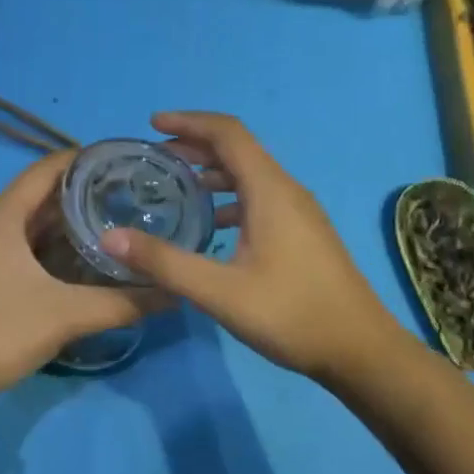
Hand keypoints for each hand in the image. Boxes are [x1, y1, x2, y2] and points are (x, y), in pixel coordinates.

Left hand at [0, 151, 164, 443]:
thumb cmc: (0, 332)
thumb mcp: (67, 314)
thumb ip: (123, 302)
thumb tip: (174, 291)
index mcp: (3, 215)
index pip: (45, 169)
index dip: (82, 159)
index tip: (121, 159)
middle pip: (40, 192)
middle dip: (81, 188)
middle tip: (126, 189)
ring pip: (32, 219)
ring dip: (67, 216)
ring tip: (112, 215)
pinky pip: (24, 241)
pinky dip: (53, 241)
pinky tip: (82, 255)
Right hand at [100, 111, 395, 383]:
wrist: (362, 351)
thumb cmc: (292, 315)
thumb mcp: (220, 292)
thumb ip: (165, 262)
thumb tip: (110, 239)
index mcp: (270, 190)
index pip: (227, 133)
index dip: (189, 122)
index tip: (152, 125)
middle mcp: (286, 190)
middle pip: (237, 149)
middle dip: (195, 144)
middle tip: (155, 157)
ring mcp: (299, 212)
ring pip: (249, 175)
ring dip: (212, 171)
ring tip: (175, 187)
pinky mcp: (303, 232)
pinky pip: (260, 197)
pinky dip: (229, 197)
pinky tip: (211, 227)